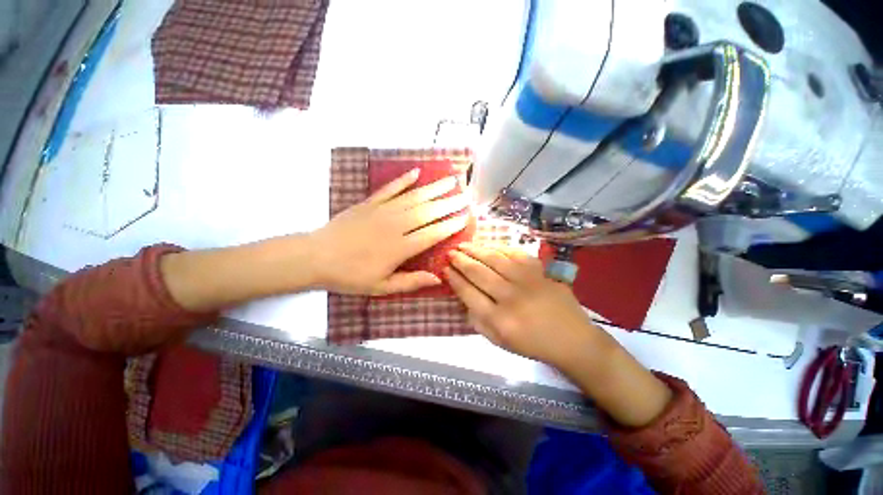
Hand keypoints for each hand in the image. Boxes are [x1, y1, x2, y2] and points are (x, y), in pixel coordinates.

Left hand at [309, 169, 469, 294]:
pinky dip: (403, 180)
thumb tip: (438, 278)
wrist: (316, 257)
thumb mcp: (382, 287)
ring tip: (451, 180)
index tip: (465, 218)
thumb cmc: (350, 276)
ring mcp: (382, 211)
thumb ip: (411, 282)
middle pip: (428, 212)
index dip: (450, 226)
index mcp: (400, 248)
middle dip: (449, 204)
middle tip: (466, 196)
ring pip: (413, 197)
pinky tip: (416, 172)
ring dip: (434, 188)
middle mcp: (395, 226)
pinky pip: (390, 189)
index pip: (432, 234)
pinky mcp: (369, 203)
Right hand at [444, 243, 609, 366]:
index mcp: (499, 320)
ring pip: (495, 259)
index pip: (469, 293)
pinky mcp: (539, 272)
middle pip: (479, 273)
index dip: (454, 279)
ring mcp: (527, 281)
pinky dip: (499, 248)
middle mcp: (511, 298)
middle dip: (460, 261)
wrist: (572, 339)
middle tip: (450, 253)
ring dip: (475, 250)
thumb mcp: (499, 342)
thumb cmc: (532, 344)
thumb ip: (477, 322)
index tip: (445, 269)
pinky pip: (515, 254)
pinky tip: (488, 246)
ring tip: (463, 245)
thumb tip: (463, 298)